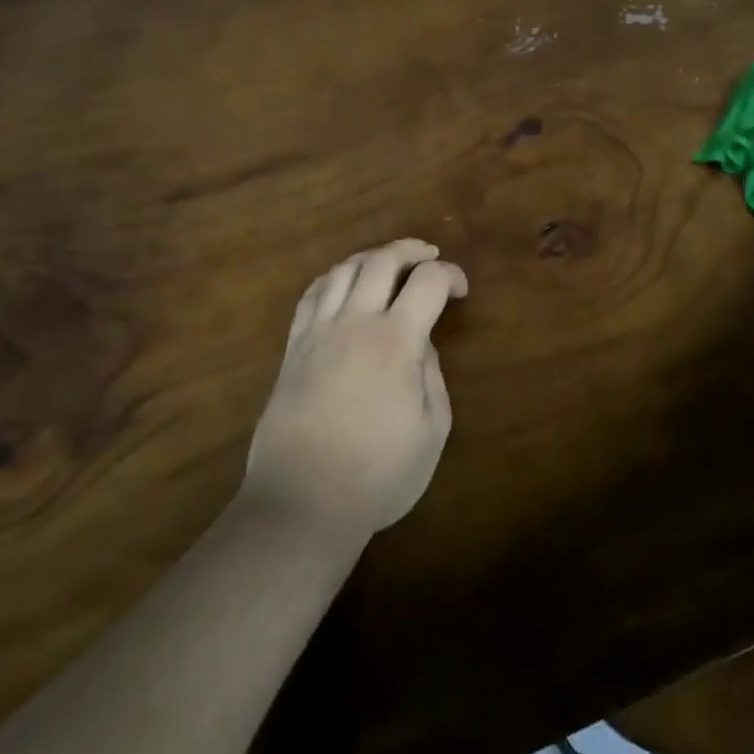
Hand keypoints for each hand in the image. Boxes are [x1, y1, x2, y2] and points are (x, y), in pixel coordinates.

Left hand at [243, 239, 467, 540]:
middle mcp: (354, 323)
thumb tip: (422, 344)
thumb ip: (432, 376)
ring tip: (389, 266)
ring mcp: (318, 333)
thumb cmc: (378, 474)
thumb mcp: (432, 430)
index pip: (427, 282)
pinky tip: (344, 286)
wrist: (302, 502)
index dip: (450, 274)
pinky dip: (334, 279)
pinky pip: (311, 295)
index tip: (461, 290)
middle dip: (411, 250)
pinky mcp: (293, 349)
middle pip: (381, 260)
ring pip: (343, 270)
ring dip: (371, 258)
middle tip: (429, 258)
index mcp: (395, 341)